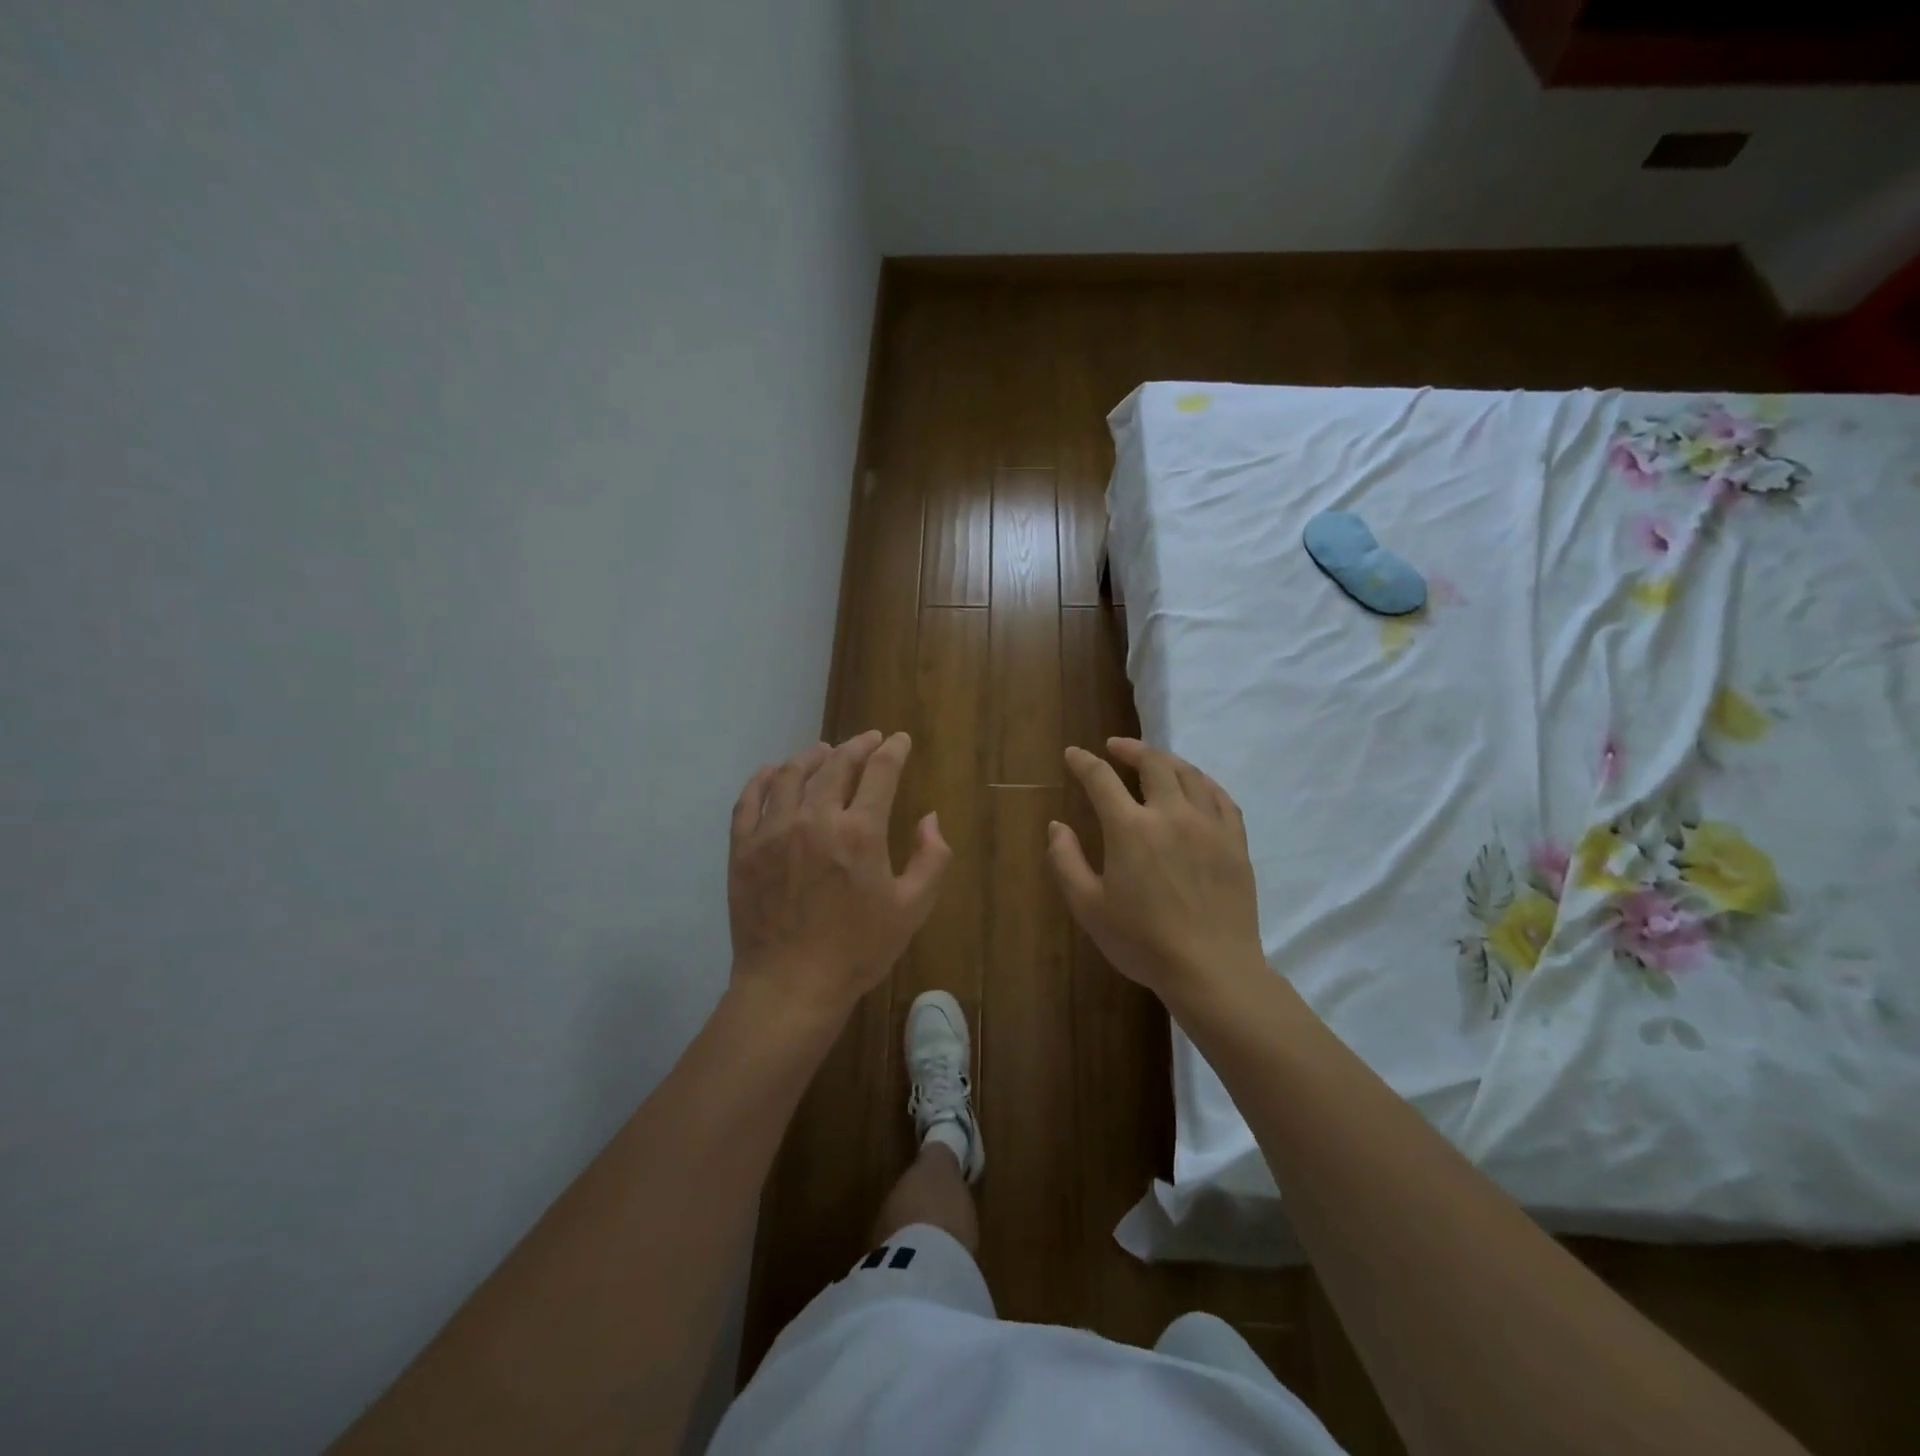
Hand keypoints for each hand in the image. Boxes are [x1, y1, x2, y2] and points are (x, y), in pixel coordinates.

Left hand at [728, 730, 950, 1019]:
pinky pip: (749, 800)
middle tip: (868, 740)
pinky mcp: (743, 848)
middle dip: (857, 746)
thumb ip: (932, 858)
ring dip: (811, 756)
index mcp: (860, 832)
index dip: (893, 750)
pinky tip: (772, 772)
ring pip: (790, 774)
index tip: (899, 740)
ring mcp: (773, 831)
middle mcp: (815, 819)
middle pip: (836, 764)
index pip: (880, 772)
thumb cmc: (858, 950)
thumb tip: (930, 818)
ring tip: (823, 751)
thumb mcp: (913, 908)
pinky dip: (762, 779)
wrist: (791, 985)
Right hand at [1048, 737, 1265, 1001]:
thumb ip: (1066, 861)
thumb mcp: (1089, 907)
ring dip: (1166, 760)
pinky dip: (1203, 782)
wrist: (1212, 969)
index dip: (1083, 762)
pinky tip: (1196, 786)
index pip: (1101, 779)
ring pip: (1190, 774)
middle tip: (1115, 747)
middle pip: (1153, 763)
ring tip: (1154, 761)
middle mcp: (1171, 814)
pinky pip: (1221, 797)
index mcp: (1130, 828)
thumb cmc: (1143, 942)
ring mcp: (1209, 825)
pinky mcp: (1235, 841)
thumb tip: (1056, 826)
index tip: (1073, 754)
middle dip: (1130, 749)